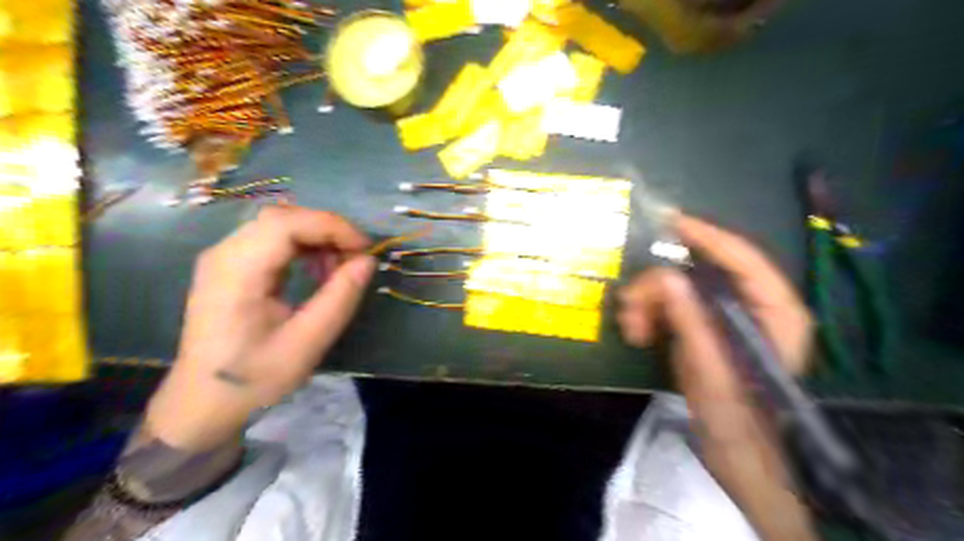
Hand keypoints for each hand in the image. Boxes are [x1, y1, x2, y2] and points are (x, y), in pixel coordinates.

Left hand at [144, 208, 372, 451]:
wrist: (203, 403)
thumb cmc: (253, 379)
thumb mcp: (306, 344)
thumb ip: (340, 298)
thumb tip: (367, 261)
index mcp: (236, 271)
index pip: (286, 223)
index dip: (332, 227)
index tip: (365, 250)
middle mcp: (224, 253)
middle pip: (283, 217)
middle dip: (328, 231)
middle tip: (356, 259)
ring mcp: (224, 258)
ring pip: (280, 225)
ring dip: (317, 239)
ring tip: (338, 269)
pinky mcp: (231, 266)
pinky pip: (273, 240)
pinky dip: (303, 248)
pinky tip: (317, 272)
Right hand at [621, 214, 814, 539]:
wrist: (738, 457)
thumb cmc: (739, 421)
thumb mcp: (713, 372)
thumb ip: (692, 322)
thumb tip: (665, 277)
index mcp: (776, 312)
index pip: (743, 259)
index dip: (707, 236)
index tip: (670, 221)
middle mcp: (755, 307)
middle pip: (701, 274)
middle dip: (660, 287)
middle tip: (630, 309)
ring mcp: (727, 318)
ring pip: (680, 289)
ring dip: (649, 303)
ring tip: (632, 330)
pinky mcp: (706, 329)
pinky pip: (673, 307)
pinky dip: (651, 315)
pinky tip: (639, 334)